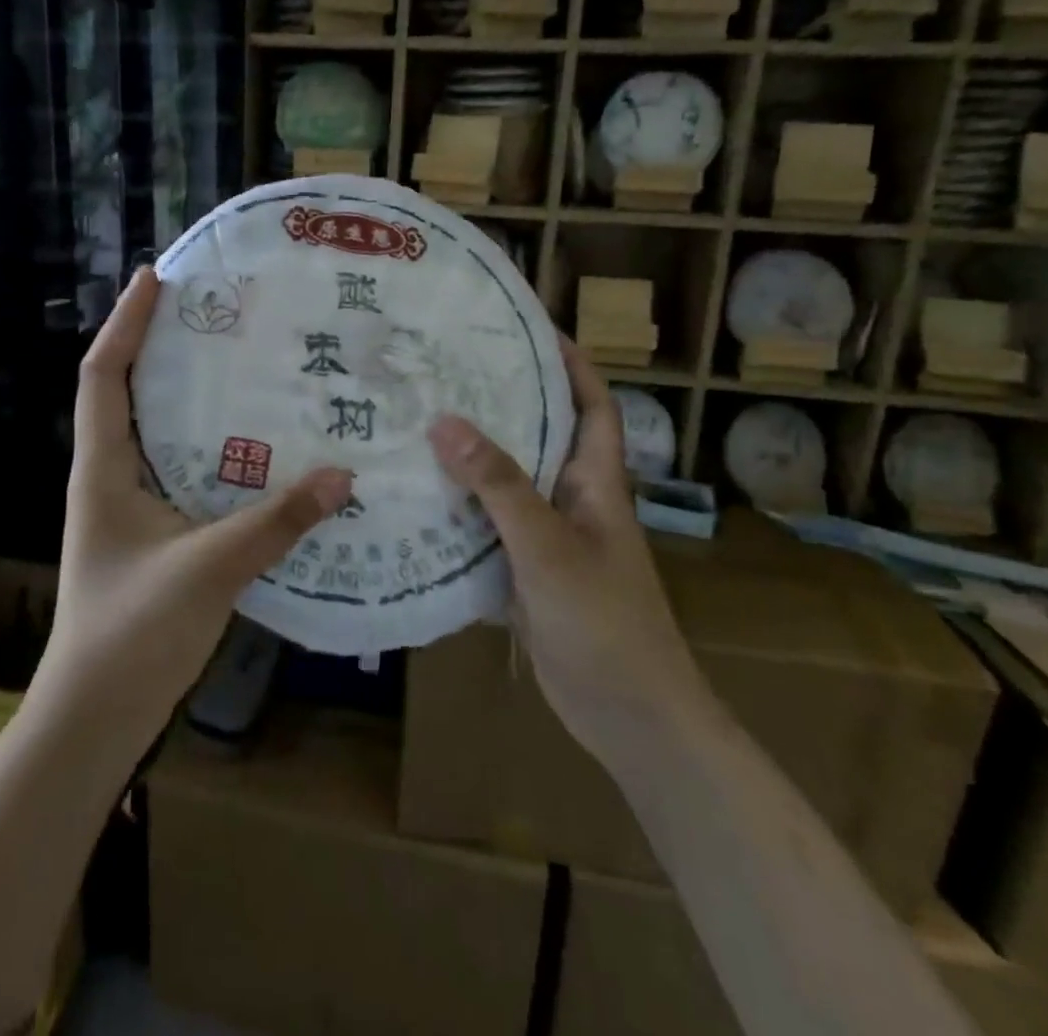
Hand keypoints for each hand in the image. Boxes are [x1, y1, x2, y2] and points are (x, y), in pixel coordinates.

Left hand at [43, 267, 354, 736]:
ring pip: (156, 431)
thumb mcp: (207, 569)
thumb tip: (343, 477)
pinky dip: (208, 445)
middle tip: (213, 312)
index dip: (126, 323)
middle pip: (126, 392)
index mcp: (104, 469)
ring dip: (185, 394)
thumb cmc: (131, 634)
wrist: (95, 716)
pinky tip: (253, 447)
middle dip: (159, 345)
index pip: (103, 376)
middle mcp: (111, 476)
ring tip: (237, 362)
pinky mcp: (153, 534)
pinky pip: (181, 469)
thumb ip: (275, 522)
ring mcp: (130, 506)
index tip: (155, 278)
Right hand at [427, 340, 699, 739]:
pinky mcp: (526, 570)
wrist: (630, 718)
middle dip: (503, 400)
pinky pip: (488, 525)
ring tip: (419, 421)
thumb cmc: (603, 622)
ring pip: (508, 481)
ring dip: (472, 455)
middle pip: (540, 435)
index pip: (591, 405)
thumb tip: (445, 422)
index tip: (528, 328)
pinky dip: (459, 509)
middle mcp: (573, 500)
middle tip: (447, 370)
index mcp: (596, 482)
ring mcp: (550, 537)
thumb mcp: (548, 547)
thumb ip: (500, 486)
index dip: (570, 363)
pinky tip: (417, 497)